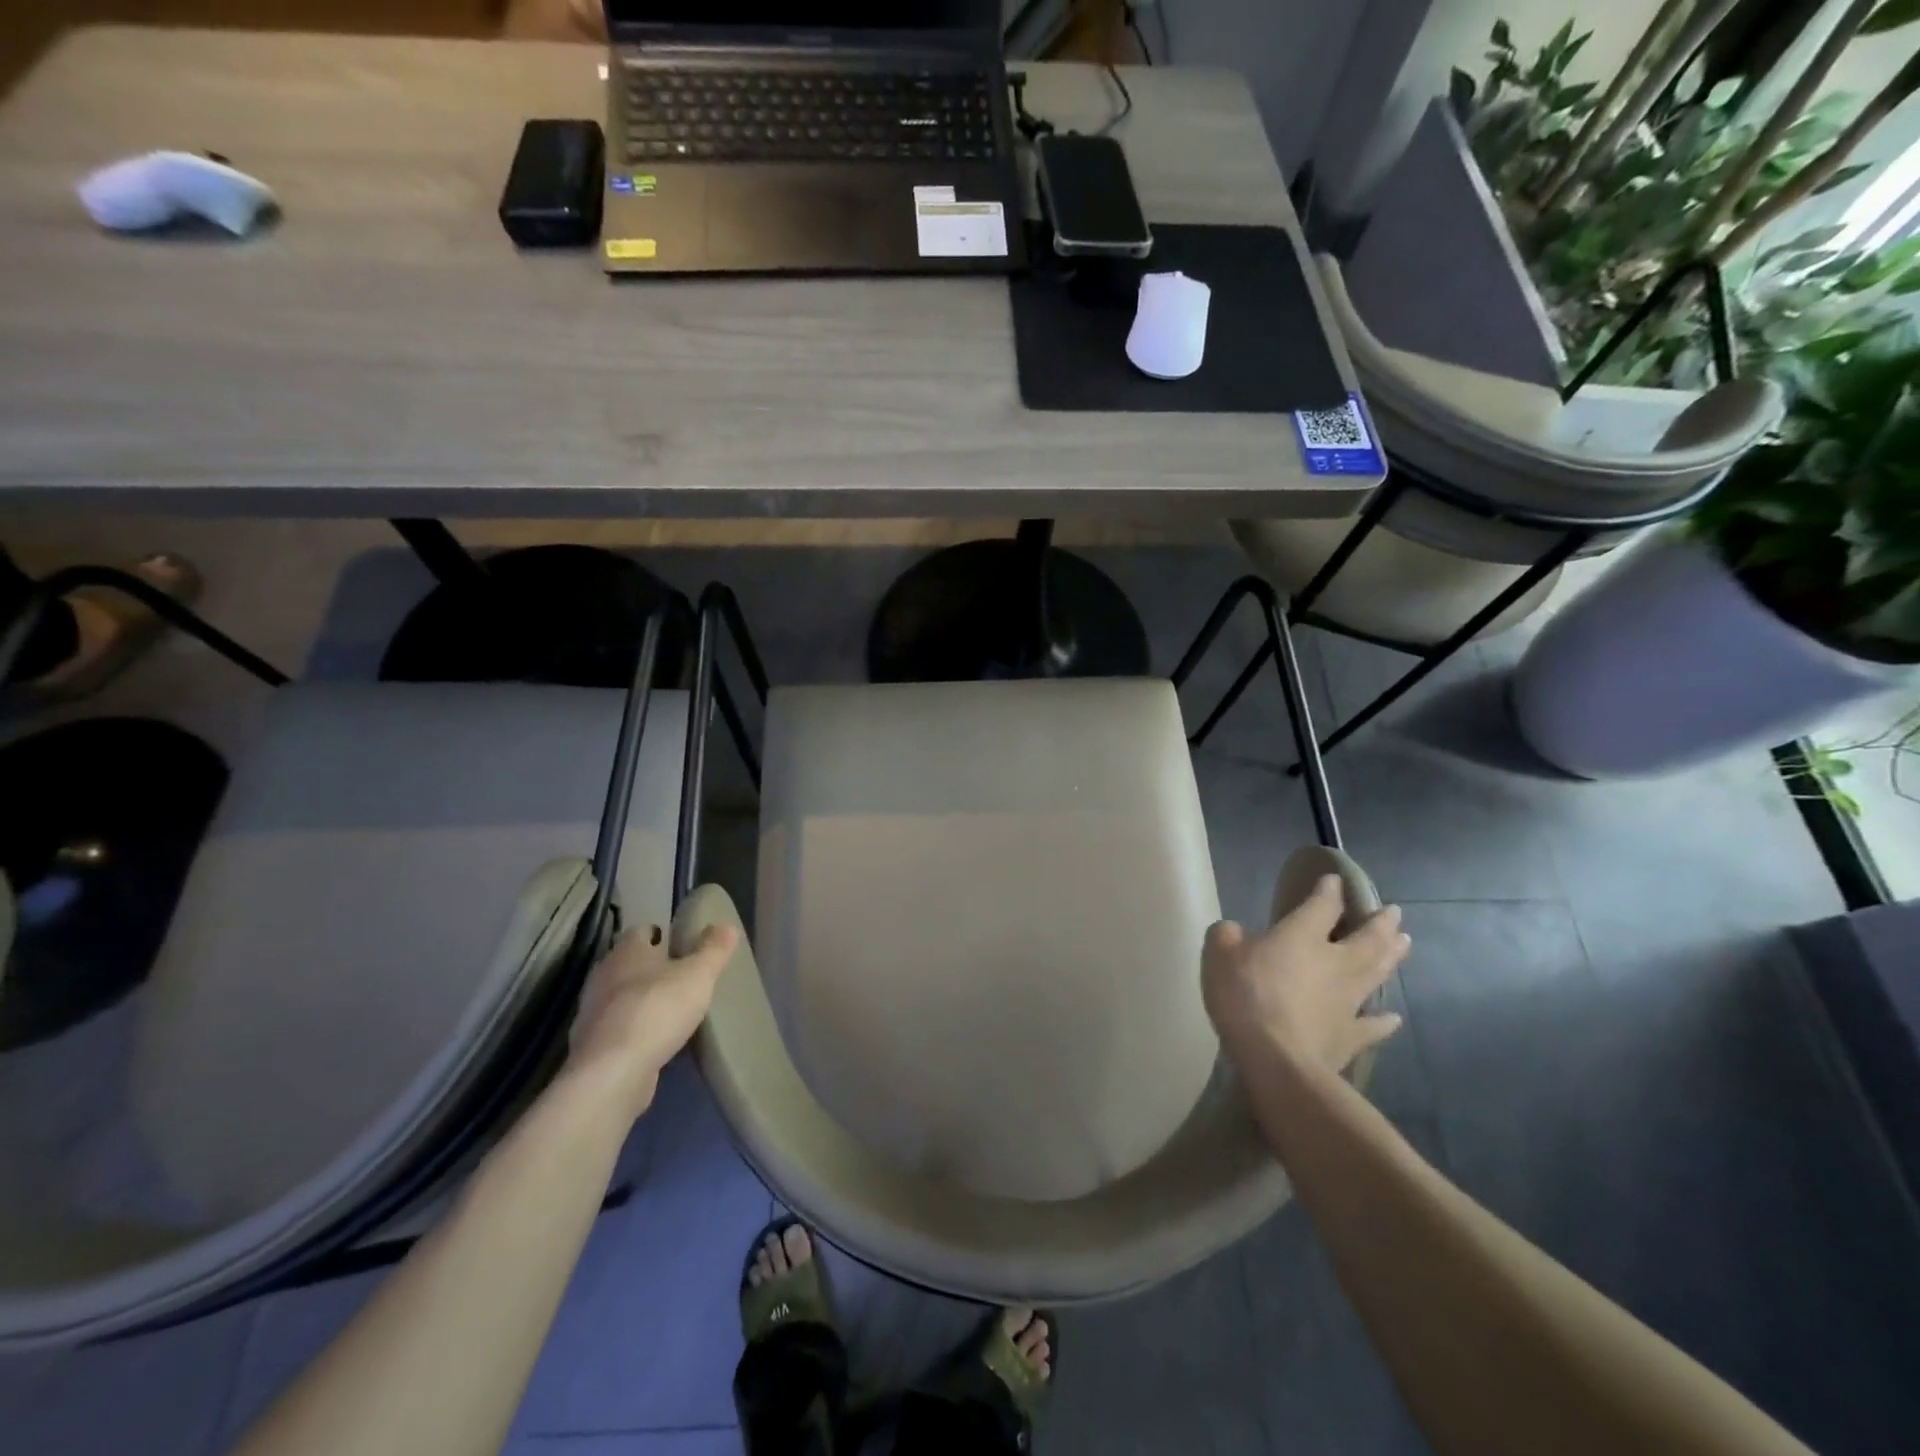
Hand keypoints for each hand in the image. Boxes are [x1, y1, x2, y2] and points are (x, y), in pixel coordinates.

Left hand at [566, 920, 738, 1114]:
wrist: (613, 1072)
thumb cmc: (658, 1009)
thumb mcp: (699, 975)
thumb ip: (714, 950)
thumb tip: (727, 926)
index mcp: (627, 951)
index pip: (642, 931)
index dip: (661, 934)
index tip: (680, 943)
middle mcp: (604, 975)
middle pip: (628, 964)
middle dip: (650, 968)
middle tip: (680, 976)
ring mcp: (593, 1012)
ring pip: (620, 997)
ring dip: (640, 1001)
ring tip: (670, 1010)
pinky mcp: (591, 1046)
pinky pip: (616, 1029)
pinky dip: (632, 1030)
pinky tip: (653, 1041)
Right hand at [1202, 875, 1409, 1073]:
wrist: (1276, 1058)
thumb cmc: (1245, 996)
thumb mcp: (1219, 953)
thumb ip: (1228, 935)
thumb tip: (1237, 931)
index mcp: (1302, 936)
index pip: (1322, 905)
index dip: (1328, 891)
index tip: (1334, 880)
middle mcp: (1335, 962)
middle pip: (1367, 937)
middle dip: (1381, 922)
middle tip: (1395, 912)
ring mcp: (1348, 1000)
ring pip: (1378, 972)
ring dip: (1393, 956)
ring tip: (1406, 942)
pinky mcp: (1351, 1036)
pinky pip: (1373, 1025)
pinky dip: (1385, 1021)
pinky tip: (1394, 1017)